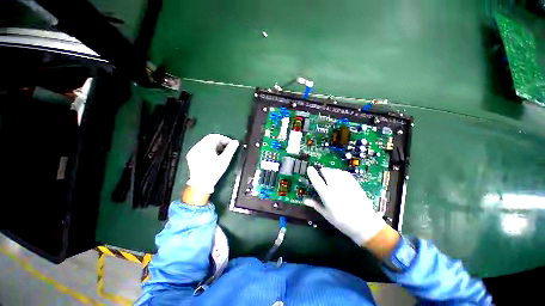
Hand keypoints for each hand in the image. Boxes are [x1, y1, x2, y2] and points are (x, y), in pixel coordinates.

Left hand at [186, 134, 238, 193]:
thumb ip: (231, 149)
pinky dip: (209, 150)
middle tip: (227, 148)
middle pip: (210, 139)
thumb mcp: (224, 160)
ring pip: (205, 143)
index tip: (231, 144)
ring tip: (222, 153)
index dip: (225, 139)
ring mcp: (193, 152)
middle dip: (220, 142)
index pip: (215, 136)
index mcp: (204, 147)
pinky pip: (201, 148)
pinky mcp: (191, 157)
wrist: (201, 185)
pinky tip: (213, 156)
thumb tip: (236, 142)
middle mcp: (197, 147)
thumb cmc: (214, 172)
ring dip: (215, 146)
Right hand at [305, 166, 387, 245]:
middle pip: (326, 172)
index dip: (312, 173)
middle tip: (320, 175)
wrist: (365, 225)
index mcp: (327, 195)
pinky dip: (339, 172)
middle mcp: (335, 187)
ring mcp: (346, 184)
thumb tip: (305, 200)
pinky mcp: (354, 183)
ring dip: (329, 171)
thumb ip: (315, 205)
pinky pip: (344, 173)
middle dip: (321, 171)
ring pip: (335, 171)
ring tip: (329, 175)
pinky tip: (338, 176)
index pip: (316, 180)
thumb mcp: (327, 215)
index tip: (309, 168)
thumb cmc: (343, 222)